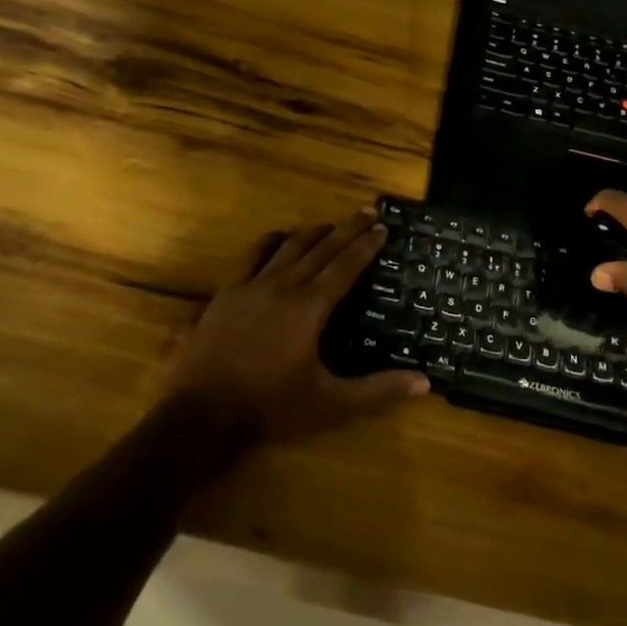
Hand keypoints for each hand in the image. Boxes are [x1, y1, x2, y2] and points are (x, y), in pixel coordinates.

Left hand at [166, 209, 429, 441]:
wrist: (202, 413)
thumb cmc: (270, 407)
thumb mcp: (330, 403)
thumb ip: (377, 390)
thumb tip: (424, 382)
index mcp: (310, 308)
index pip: (345, 267)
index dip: (365, 245)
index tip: (383, 227)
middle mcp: (284, 287)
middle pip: (321, 248)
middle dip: (346, 229)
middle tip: (366, 212)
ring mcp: (252, 286)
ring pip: (288, 246)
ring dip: (313, 232)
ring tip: (330, 225)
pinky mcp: (227, 293)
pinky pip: (253, 256)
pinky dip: (272, 242)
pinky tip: (279, 238)